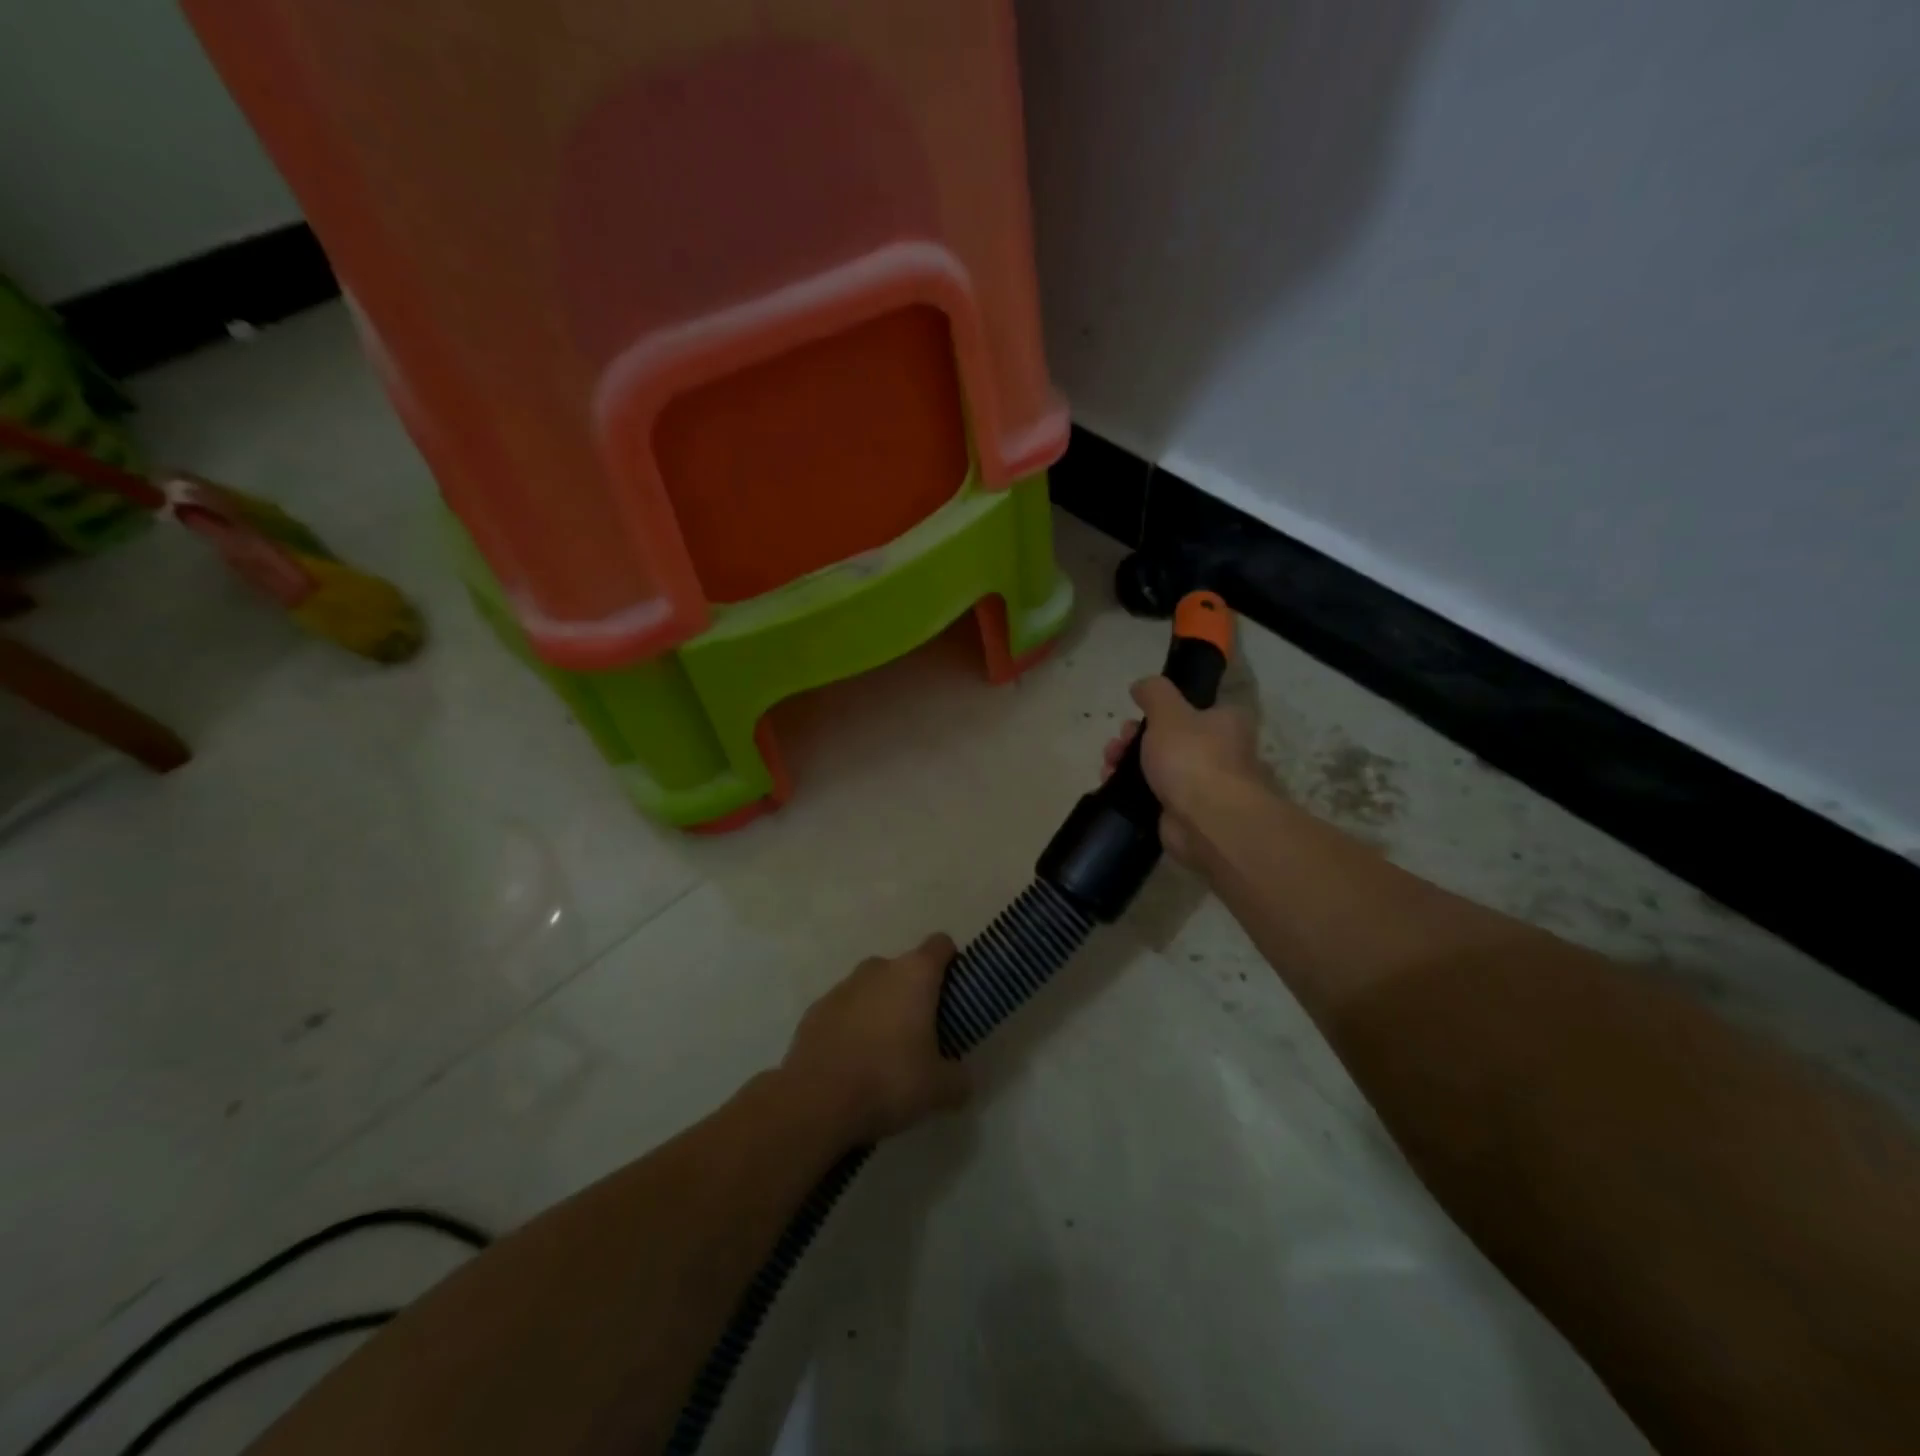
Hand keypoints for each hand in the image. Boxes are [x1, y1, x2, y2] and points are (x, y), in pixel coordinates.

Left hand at [782, 935, 971, 1142]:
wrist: (817, 1101)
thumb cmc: (889, 1080)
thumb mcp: (939, 1089)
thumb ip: (958, 1078)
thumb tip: (961, 1079)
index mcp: (914, 975)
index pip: (940, 945)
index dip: (951, 962)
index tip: (954, 992)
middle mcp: (878, 969)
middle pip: (904, 969)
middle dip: (914, 994)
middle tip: (922, 1033)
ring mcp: (842, 987)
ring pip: (872, 988)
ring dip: (881, 1009)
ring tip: (885, 1053)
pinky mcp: (815, 1009)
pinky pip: (844, 1010)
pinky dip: (852, 1026)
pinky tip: (853, 1061)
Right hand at [1103, 676, 1263, 863]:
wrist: (1208, 822)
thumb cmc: (1193, 758)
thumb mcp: (1169, 711)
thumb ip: (1154, 693)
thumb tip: (1142, 684)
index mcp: (1226, 722)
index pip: (1192, 708)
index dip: (1159, 709)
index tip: (1135, 714)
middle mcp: (1219, 752)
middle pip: (1168, 738)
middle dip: (1135, 738)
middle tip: (1118, 743)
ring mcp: (1202, 785)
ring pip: (1156, 767)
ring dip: (1127, 763)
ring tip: (1107, 765)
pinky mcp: (1183, 813)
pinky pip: (1151, 795)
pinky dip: (1130, 791)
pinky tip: (1111, 786)